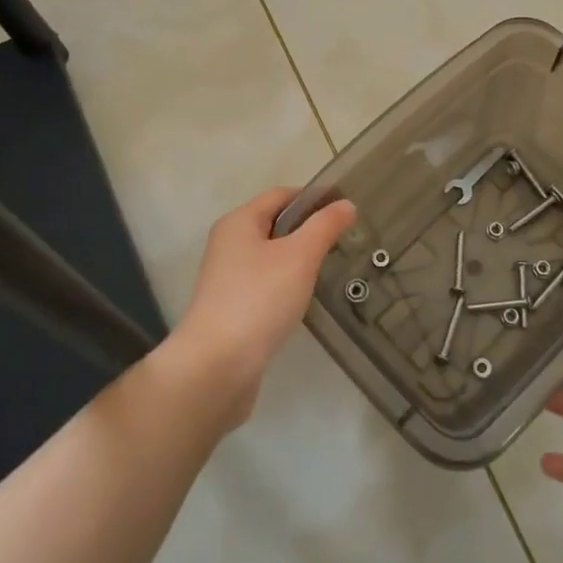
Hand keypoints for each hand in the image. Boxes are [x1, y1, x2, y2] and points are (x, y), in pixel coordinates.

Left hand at [170, 187, 356, 428]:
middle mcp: (229, 244)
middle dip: (308, 228)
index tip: (347, 209)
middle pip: (275, 224)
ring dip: (299, 258)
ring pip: (271, 256)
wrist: (216, 368)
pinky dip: (287, 284)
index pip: (282, 195)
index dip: (314, 197)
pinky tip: (305, 298)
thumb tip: (347, 204)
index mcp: (239, 222)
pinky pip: (266, 284)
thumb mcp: (299, 256)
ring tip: (330, 268)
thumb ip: (325, 226)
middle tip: (344, 240)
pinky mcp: (232, 308)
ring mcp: (227, 278)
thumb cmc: (259, 300)